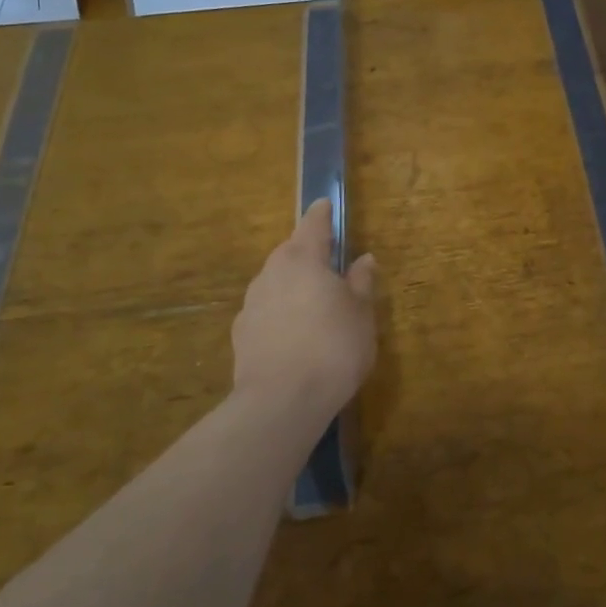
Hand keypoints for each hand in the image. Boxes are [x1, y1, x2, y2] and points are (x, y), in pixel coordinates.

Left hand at [232, 199, 376, 417]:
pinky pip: (266, 310)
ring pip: (275, 281)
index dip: (321, 214)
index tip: (325, 204)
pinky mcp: (241, 335)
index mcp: (303, 260)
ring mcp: (251, 304)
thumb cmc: (332, 347)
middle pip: (290, 252)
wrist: (281, 402)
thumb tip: (364, 259)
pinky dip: (280, 311)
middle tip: (329, 262)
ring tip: (314, 302)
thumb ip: (361, 282)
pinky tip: (294, 332)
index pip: (313, 224)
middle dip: (308, 253)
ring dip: (293, 284)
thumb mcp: (361, 313)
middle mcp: (272, 273)